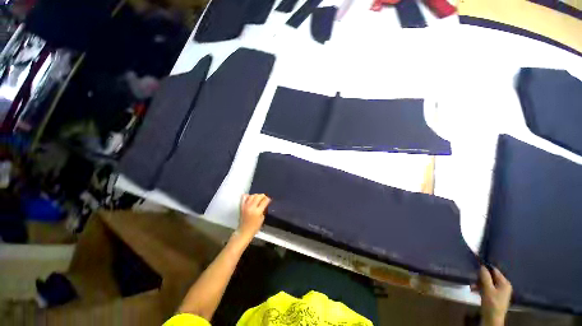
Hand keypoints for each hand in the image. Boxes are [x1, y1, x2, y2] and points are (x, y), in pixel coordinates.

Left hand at [238, 194, 270, 238]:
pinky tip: (250, 197)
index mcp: (258, 211)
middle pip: (258, 197)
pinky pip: (244, 198)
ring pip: (251, 196)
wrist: (244, 230)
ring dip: (256, 195)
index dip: (267, 199)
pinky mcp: (241, 206)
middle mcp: (251, 207)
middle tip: (264, 197)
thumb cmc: (254, 227)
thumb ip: (263, 211)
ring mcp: (245, 206)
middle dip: (262, 196)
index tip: (269, 199)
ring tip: (258, 197)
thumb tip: (264, 205)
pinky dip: (248, 196)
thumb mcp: (262, 219)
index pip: (264, 202)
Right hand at [478, 266, 511, 325]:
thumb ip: (485, 279)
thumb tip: (482, 267)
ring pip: (490, 288)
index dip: (487, 270)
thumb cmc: (491, 306)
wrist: (492, 323)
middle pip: (493, 280)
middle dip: (482, 281)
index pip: (495, 272)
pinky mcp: (496, 302)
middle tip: (472, 282)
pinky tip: (477, 295)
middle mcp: (504, 287)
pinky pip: (490, 294)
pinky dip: (483, 293)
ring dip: (481, 287)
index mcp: (505, 283)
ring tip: (472, 289)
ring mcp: (500, 295)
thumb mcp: (488, 292)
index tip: (477, 270)